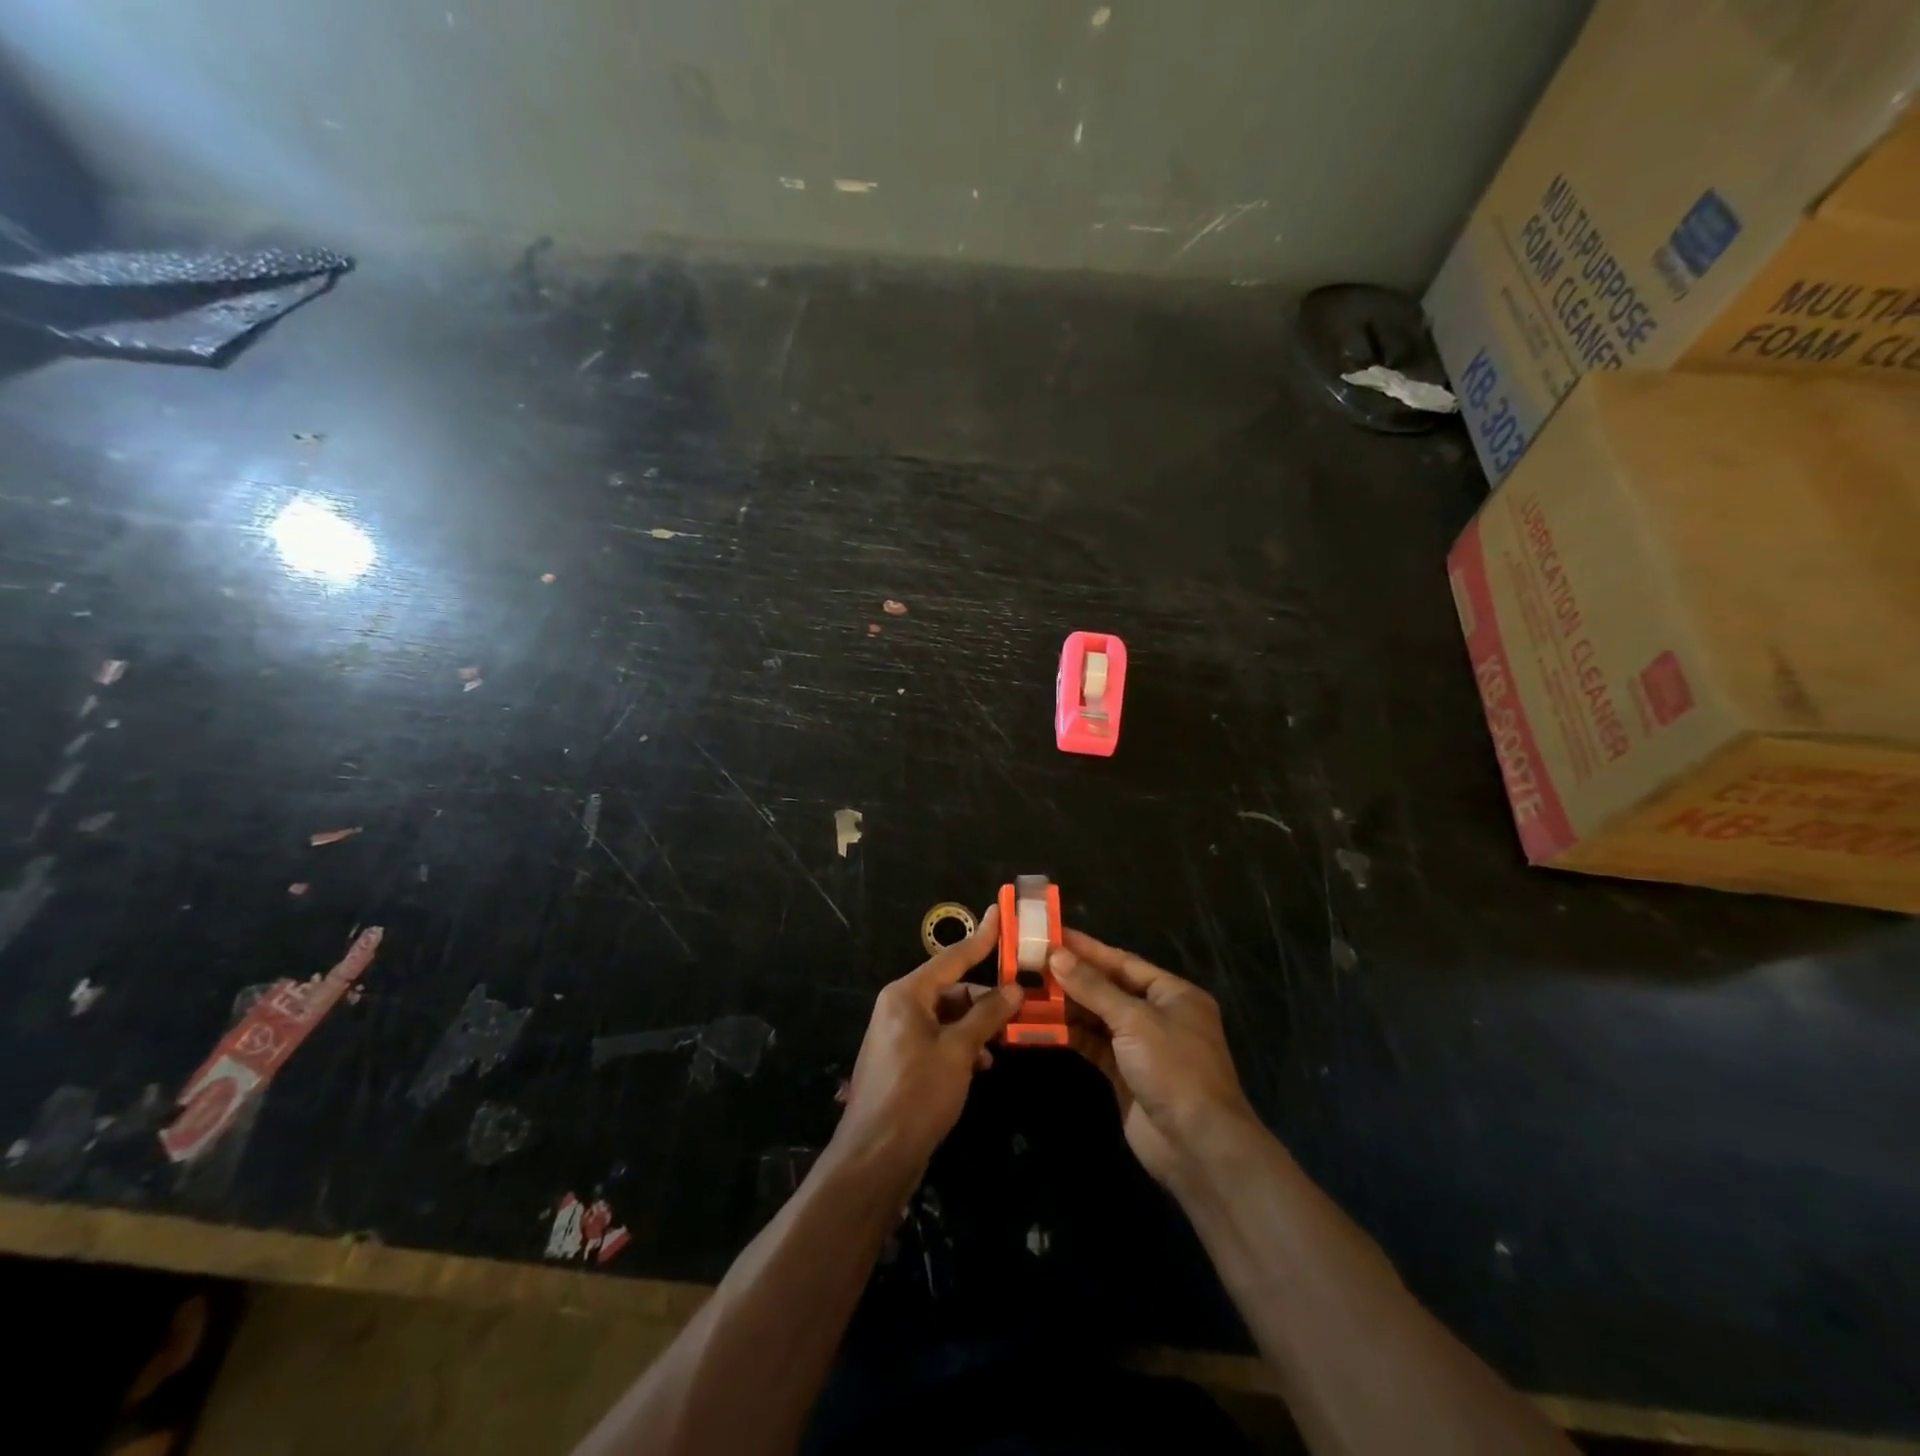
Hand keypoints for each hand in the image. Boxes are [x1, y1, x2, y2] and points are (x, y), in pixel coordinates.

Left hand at [830, 904, 1023, 1192]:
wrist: (875, 1157)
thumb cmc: (917, 1094)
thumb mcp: (959, 1052)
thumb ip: (987, 1016)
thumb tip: (1014, 988)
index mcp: (907, 994)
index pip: (952, 957)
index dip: (981, 938)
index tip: (1001, 913)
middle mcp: (900, 1007)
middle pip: (951, 988)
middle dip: (985, 996)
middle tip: (1022, 1001)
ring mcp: (899, 1035)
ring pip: (947, 1016)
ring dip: (976, 1025)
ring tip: (1006, 1039)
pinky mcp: (903, 1062)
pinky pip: (939, 1039)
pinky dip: (962, 1046)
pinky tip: (983, 1065)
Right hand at [1051, 929, 1257, 1186]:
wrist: (1198, 1147)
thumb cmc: (1174, 1069)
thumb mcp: (1134, 1020)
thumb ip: (1093, 987)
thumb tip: (1056, 955)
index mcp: (1173, 994)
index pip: (1123, 962)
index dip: (1087, 949)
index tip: (1051, 935)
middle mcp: (1159, 1015)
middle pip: (1109, 988)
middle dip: (1072, 977)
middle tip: (1031, 962)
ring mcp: (1142, 1047)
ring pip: (1098, 1017)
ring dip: (1067, 1006)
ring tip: (1029, 990)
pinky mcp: (1126, 1074)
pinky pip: (1094, 1045)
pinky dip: (1071, 1035)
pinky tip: (1042, 1024)